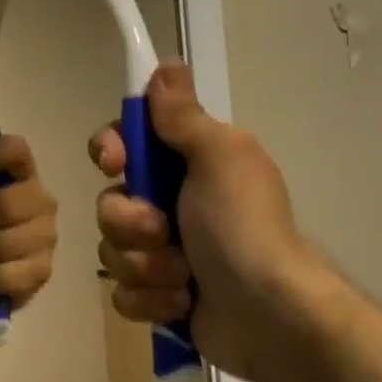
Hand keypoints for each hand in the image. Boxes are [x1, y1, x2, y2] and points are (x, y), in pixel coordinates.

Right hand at [90, 64, 314, 380]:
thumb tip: (166, 65)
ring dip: (146, 266)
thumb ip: (184, 116)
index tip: (116, 162)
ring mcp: (162, 254)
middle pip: (109, 202)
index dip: (110, 150)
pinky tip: (183, 303)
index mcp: (186, 166)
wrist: (272, 316)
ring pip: (112, 251)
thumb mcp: (220, 157)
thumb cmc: (244, 227)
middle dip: (131, 222)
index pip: (124, 144)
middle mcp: (170, 205)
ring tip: (185, 278)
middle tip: (164, 232)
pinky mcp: (159, 298)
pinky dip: (152, 300)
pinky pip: (123, 293)